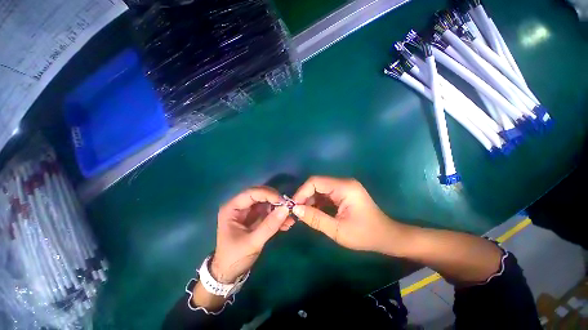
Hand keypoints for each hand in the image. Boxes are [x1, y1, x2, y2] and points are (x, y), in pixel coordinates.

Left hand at [211, 187, 290, 282]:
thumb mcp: (252, 242)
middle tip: (288, 208)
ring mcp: (248, 212)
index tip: (283, 201)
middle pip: (260, 196)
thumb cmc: (235, 258)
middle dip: (275, 201)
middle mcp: (240, 206)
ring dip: (279, 210)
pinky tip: (287, 224)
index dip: (267, 194)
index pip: (251, 193)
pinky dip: (278, 217)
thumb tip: (286, 209)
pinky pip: (269, 213)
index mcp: (232, 208)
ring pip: (266, 203)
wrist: (229, 274)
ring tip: (290, 219)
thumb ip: (269, 225)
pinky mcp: (255, 219)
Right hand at [292, 176, 399, 253]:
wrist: (386, 237)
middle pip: (317, 184)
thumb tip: (296, 209)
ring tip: (303, 214)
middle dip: (304, 196)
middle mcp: (343, 183)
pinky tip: (313, 212)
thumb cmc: (365, 235)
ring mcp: (344, 187)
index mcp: (344, 187)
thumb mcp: (338, 230)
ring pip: (320, 189)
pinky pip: (325, 194)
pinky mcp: (343, 193)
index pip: (315, 181)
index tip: (294, 206)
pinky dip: (317, 202)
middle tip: (296, 212)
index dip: (302, 192)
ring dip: (310, 200)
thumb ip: (315, 219)